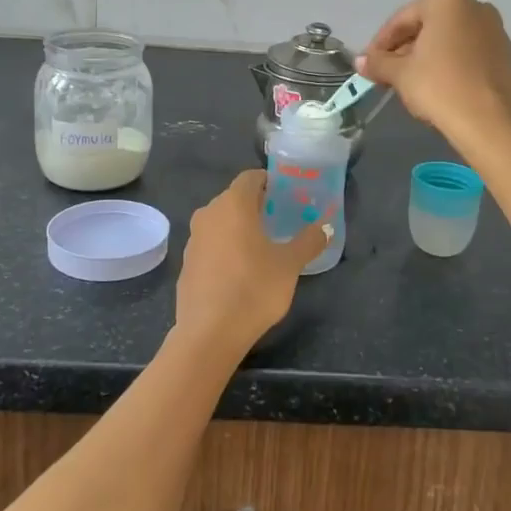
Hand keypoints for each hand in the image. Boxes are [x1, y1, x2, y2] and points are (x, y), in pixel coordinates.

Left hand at [174, 170, 328, 359]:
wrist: (209, 333)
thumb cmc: (253, 288)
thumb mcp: (290, 265)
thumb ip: (308, 242)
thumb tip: (324, 228)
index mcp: (233, 204)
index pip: (251, 177)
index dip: (270, 182)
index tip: (287, 196)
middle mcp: (209, 213)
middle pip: (235, 198)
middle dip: (257, 206)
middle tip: (280, 221)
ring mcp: (193, 238)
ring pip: (221, 221)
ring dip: (240, 227)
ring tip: (263, 246)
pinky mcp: (186, 262)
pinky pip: (211, 244)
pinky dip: (226, 247)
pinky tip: (241, 270)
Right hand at [356, 0, 510, 139]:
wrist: (489, 122)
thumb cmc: (439, 86)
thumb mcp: (401, 74)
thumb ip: (378, 63)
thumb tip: (360, 61)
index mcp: (447, 0)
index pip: (403, 19)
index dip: (381, 43)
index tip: (368, 63)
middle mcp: (474, 6)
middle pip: (427, 26)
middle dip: (404, 48)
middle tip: (385, 73)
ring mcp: (494, 29)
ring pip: (447, 39)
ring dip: (425, 56)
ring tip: (407, 81)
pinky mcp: (504, 53)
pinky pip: (466, 51)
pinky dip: (447, 63)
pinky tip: (434, 84)